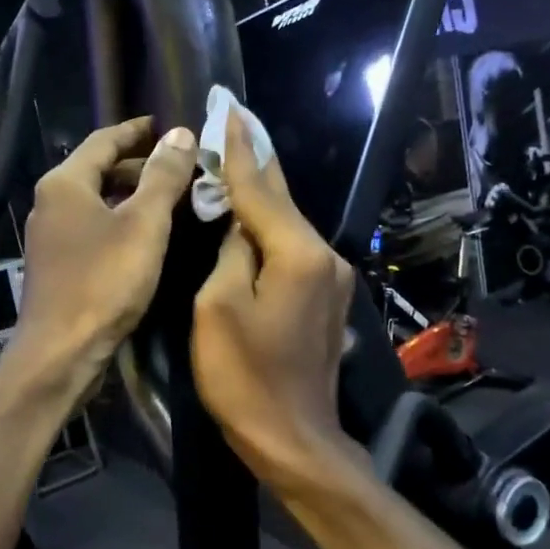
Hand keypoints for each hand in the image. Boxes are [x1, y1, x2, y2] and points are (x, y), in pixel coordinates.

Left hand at [10, 117, 198, 393]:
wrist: (61, 352)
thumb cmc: (104, 282)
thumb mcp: (144, 225)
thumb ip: (163, 177)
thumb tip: (180, 133)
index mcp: (64, 183)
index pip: (104, 140)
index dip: (137, 131)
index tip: (166, 126)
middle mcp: (49, 203)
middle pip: (97, 171)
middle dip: (137, 166)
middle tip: (178, 166)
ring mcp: (49, 237)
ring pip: (95, 203)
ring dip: (129, 197)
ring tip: (168, 200)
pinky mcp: (55, 267)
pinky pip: (91, 230)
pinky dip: (118, 223)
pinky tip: (143, 239)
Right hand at [192, 111, 356, 486]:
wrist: (293, 440)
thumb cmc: (245, 378)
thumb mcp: (217, 309)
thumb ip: (230, 252)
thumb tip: (238, 226)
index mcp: (299, 253)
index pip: (262, 188)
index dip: (240, 150)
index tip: (227, 109)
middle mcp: (326, 256)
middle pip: (284, 200)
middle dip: (258, 161)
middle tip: (236, 120)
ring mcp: (332, 281)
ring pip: (290, 226)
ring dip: (263, 197)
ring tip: (237, 163)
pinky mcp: (326, 303)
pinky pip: (295, 252)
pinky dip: (271, 232)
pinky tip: (253, 222)